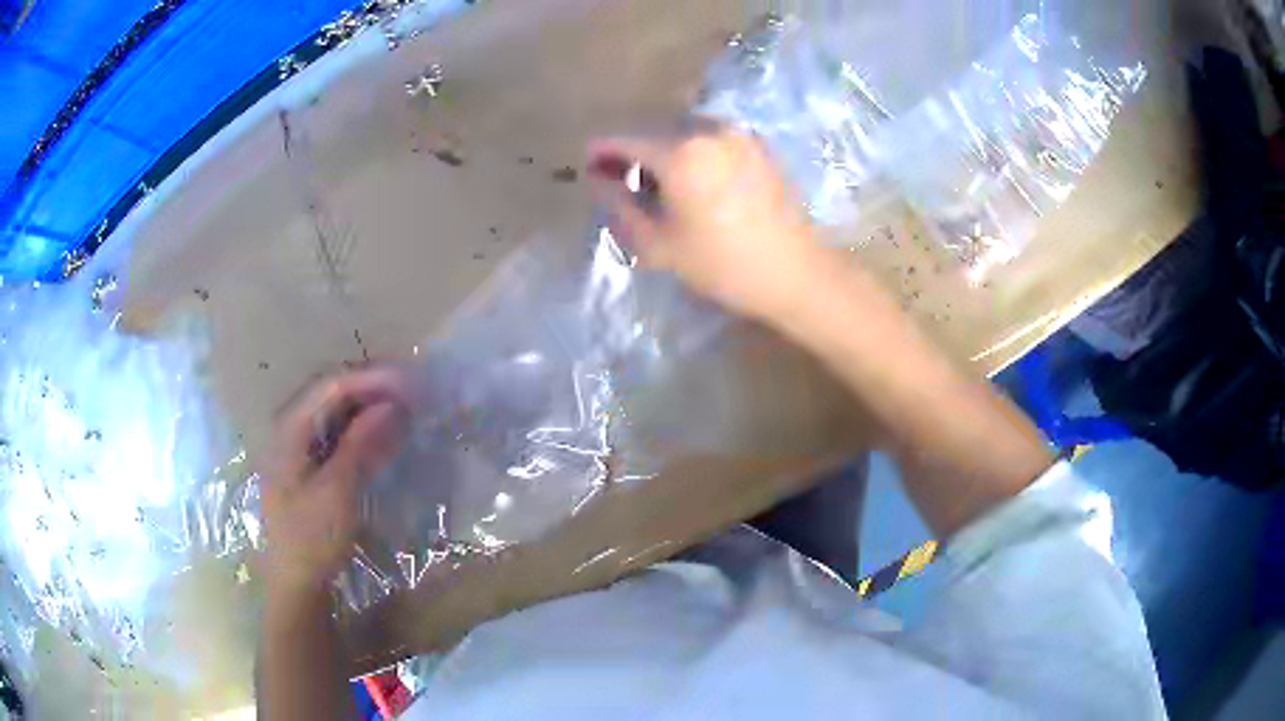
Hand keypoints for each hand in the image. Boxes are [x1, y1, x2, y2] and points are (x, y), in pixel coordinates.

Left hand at [262, 367, 408, 596]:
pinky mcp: (309, 468)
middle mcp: (291, 429)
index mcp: (290, 428)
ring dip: (370, 408)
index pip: (333, 386)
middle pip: (333, 394)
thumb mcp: (338, 490)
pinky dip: (363, 432)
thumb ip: (361, 443)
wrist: (296, 583)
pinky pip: (337, 436)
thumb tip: (392, 405)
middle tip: (413, 392)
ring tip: (405, 409)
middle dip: (373, 388)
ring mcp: (298, 448)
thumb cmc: (311, 538)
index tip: (412, 383)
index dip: (373, 379)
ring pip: (336, 414)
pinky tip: (385, 436)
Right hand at [587, 125, 824, 322]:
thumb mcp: (659, 243)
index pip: (626, 142)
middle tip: (623, 182)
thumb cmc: (722, 264)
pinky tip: (696, 183)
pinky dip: (696, 154)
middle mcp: (709, 129)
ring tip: (661, 186)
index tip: (588, 166)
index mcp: (680, 151)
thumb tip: (599, 180)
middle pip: (657, 133)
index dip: (602, 153)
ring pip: (686, 134)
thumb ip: (621, 205)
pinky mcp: (760, 147)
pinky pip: (714, 141)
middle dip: (635, 154)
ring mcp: (739, 135)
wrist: (796, 273)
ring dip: (667, 153)